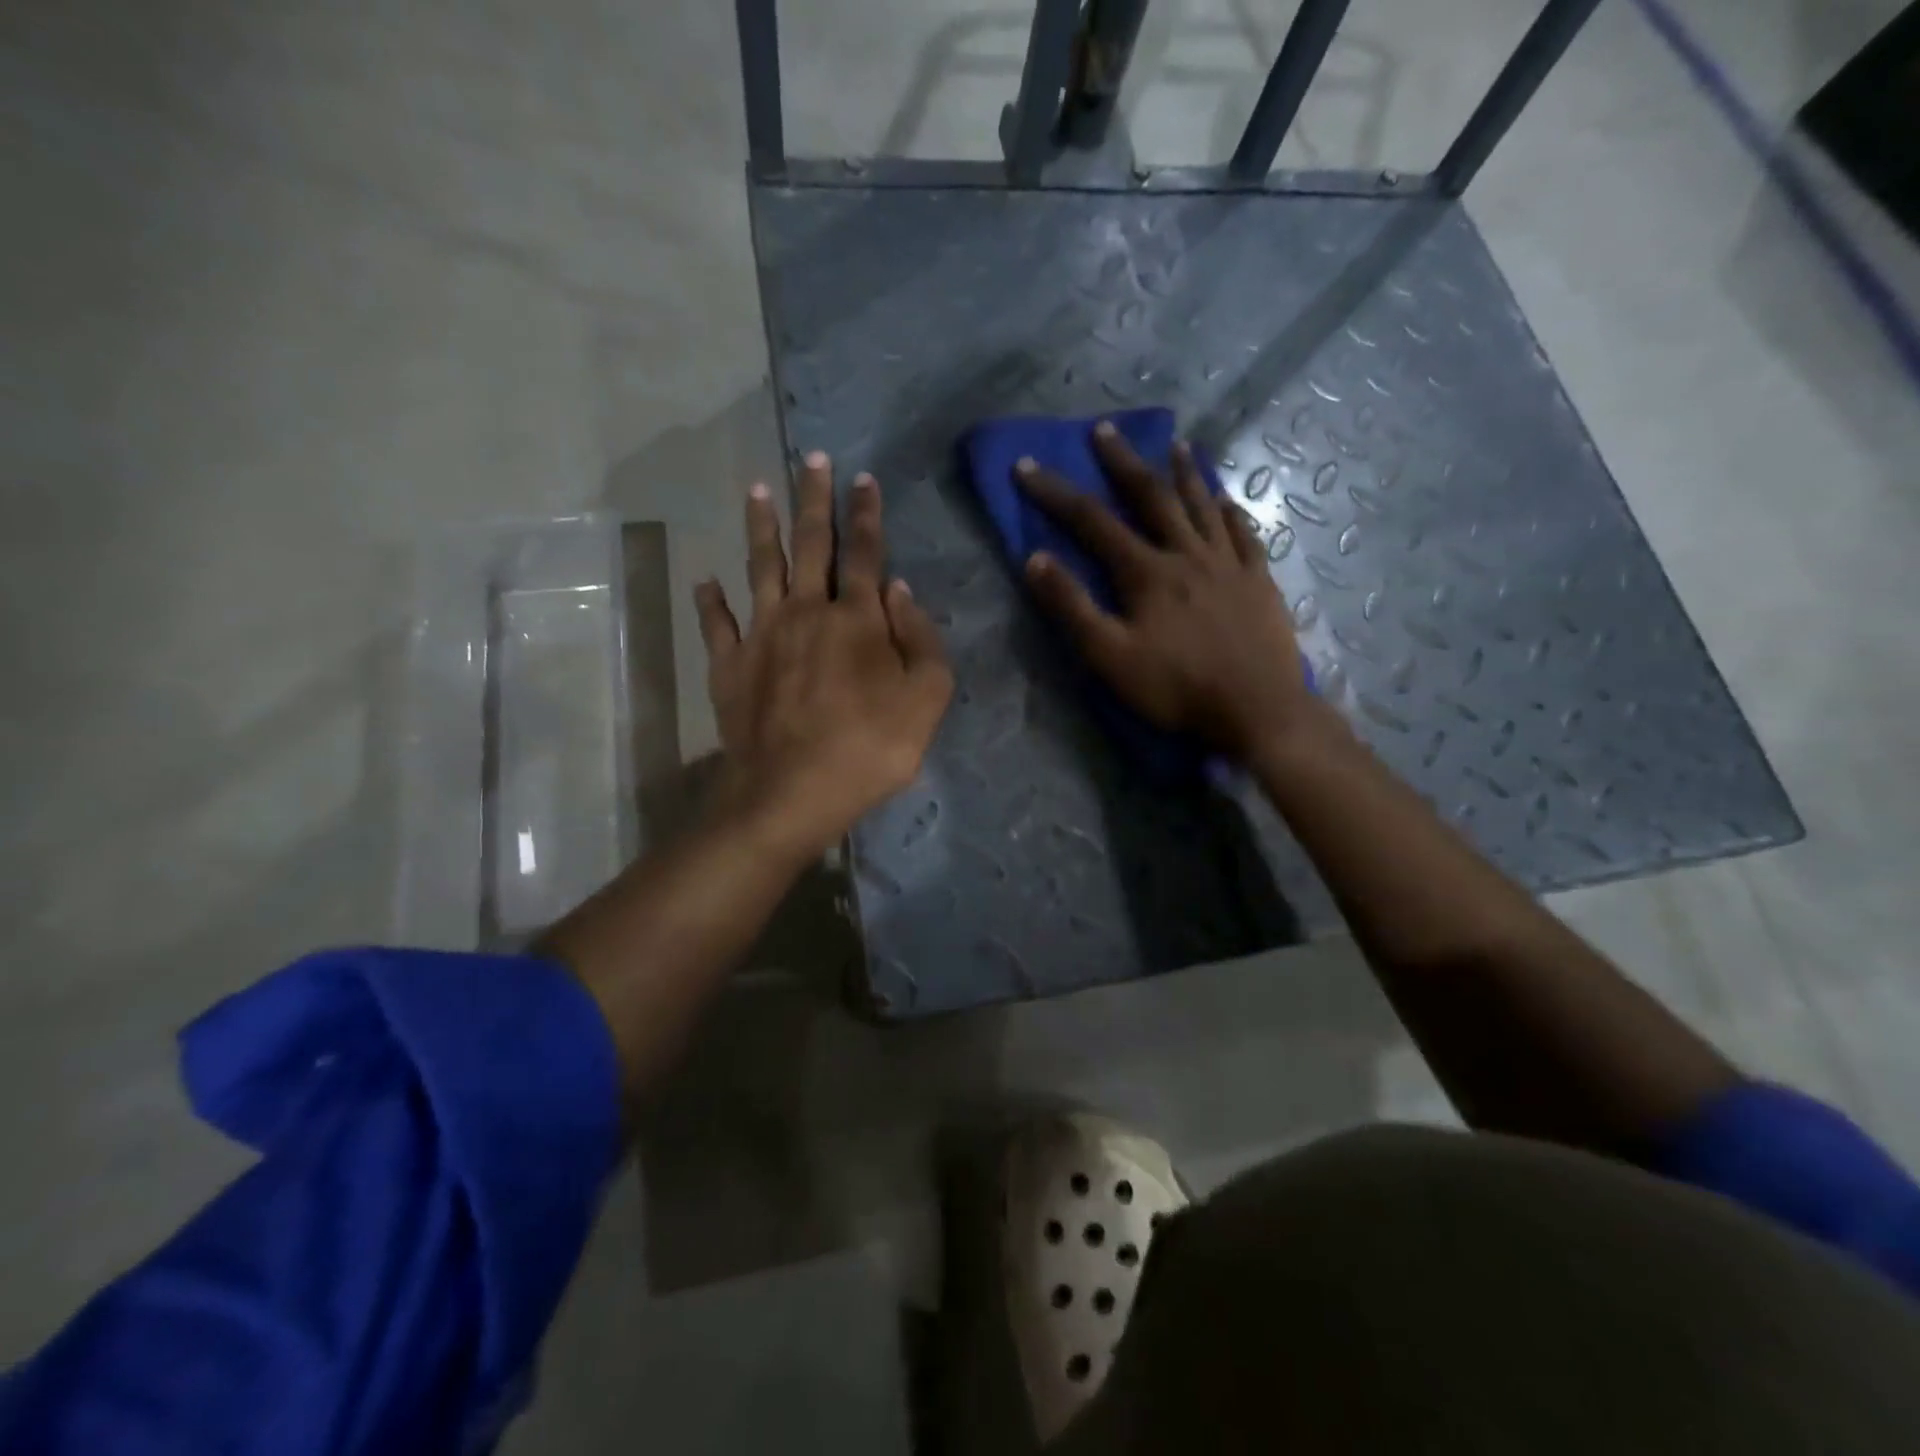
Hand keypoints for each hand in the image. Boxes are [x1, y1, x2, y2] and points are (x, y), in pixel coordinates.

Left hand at [693, 452, 952, 859]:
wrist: (792, 792)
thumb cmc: (871, 748)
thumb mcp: (927, 698)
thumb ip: (920, 639)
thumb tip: (899, 588)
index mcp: (857, 618)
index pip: (865, 552)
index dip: (867, 514)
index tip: (864, 479)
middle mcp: (806, 611)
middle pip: (810, 544)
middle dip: (814, 499)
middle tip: (812, 459)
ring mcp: (762, 636)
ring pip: (760, 567)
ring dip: (760, 526)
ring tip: (757, 489)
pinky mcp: (729, 666)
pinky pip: (717, 624)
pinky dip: (710, 600)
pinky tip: (706, 579)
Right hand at [1016, 422, 1313, 762]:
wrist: (1256, 709)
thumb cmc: (1176, 688)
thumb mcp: (1109, 656)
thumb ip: (1071, 607)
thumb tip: (1035, 559)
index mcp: (1146, 572)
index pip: (1092, 521)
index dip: (1056, 492)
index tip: (1027, 466)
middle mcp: (1187, 554)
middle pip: (1150, 497)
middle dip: (1123, 462)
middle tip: (1104, 430)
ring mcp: (1228, 564)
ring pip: (1201, 505)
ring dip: (1183, 472)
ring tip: (1174, 443)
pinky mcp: (1259, 580)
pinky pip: (1243, 533)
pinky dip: (1230, 510)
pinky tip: (1224, 497)